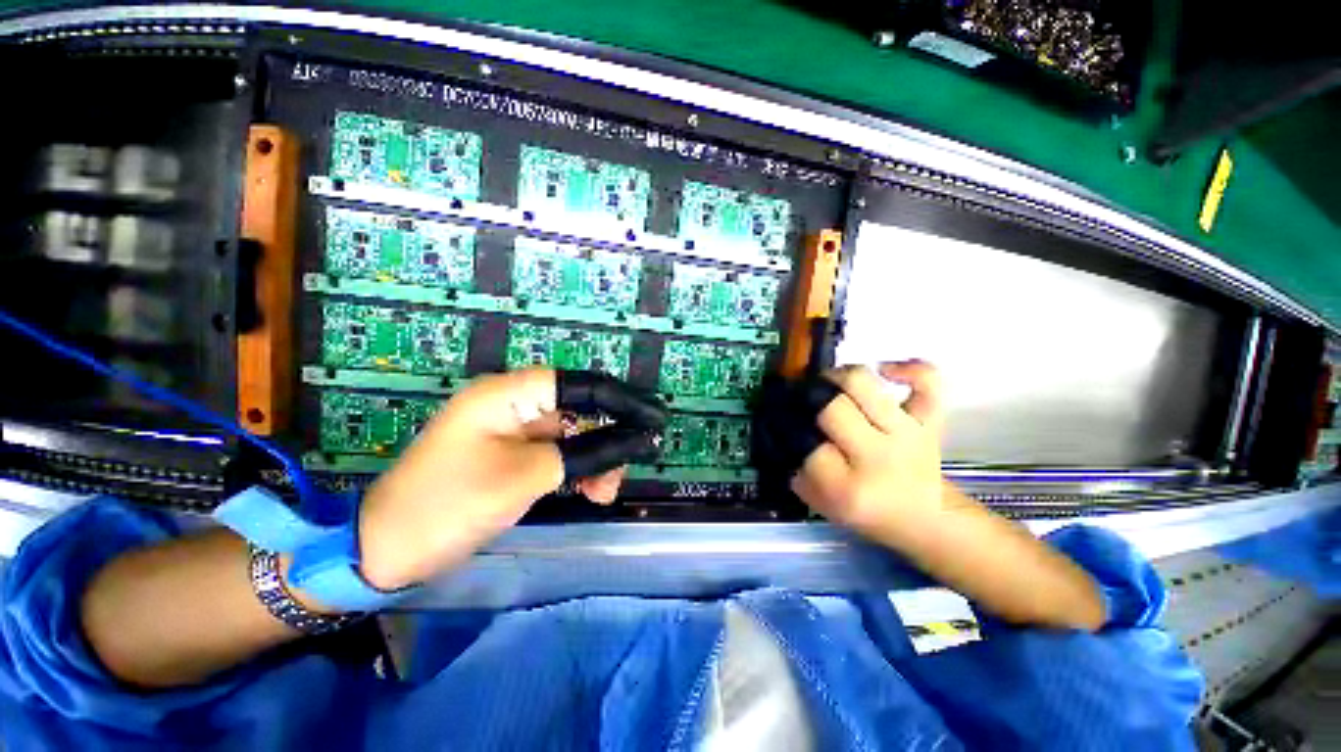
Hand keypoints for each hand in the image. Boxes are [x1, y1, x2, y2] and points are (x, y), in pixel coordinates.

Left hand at [356, 368, 664, 589]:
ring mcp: (514, 429)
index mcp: (511, 393)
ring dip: (596, 460)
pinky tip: (589, 491)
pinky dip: (578, 470)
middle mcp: (516, 403)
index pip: (582, 385)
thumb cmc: (451, 503)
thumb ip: (588, 452)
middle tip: (625, 472)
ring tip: (603, 493)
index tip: (657, 420)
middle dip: (609, 439)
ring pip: (575, 434)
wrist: (385, 550)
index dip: (624, 400)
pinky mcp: (513, 453)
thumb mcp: (529, 476)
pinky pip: (559, 453)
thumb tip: (638, 439)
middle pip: (581, 410)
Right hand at [792, 362, 949, 541]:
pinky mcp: (930, 420)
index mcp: (848, 487)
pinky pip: (927, 380)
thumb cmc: (866, 511)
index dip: (792, 427)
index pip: (807, 444)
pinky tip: (885, 370)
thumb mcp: (819, 502)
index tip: (788, 422)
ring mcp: (908, 434)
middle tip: (807, 399)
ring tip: (831, 382)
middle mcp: (878, 457)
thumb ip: (795, 469)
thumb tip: (780, 427)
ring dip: (838, 375)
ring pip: (863, 382)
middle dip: (812, 399)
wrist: (923, 517)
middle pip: (832, 407)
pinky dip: (908, 367)